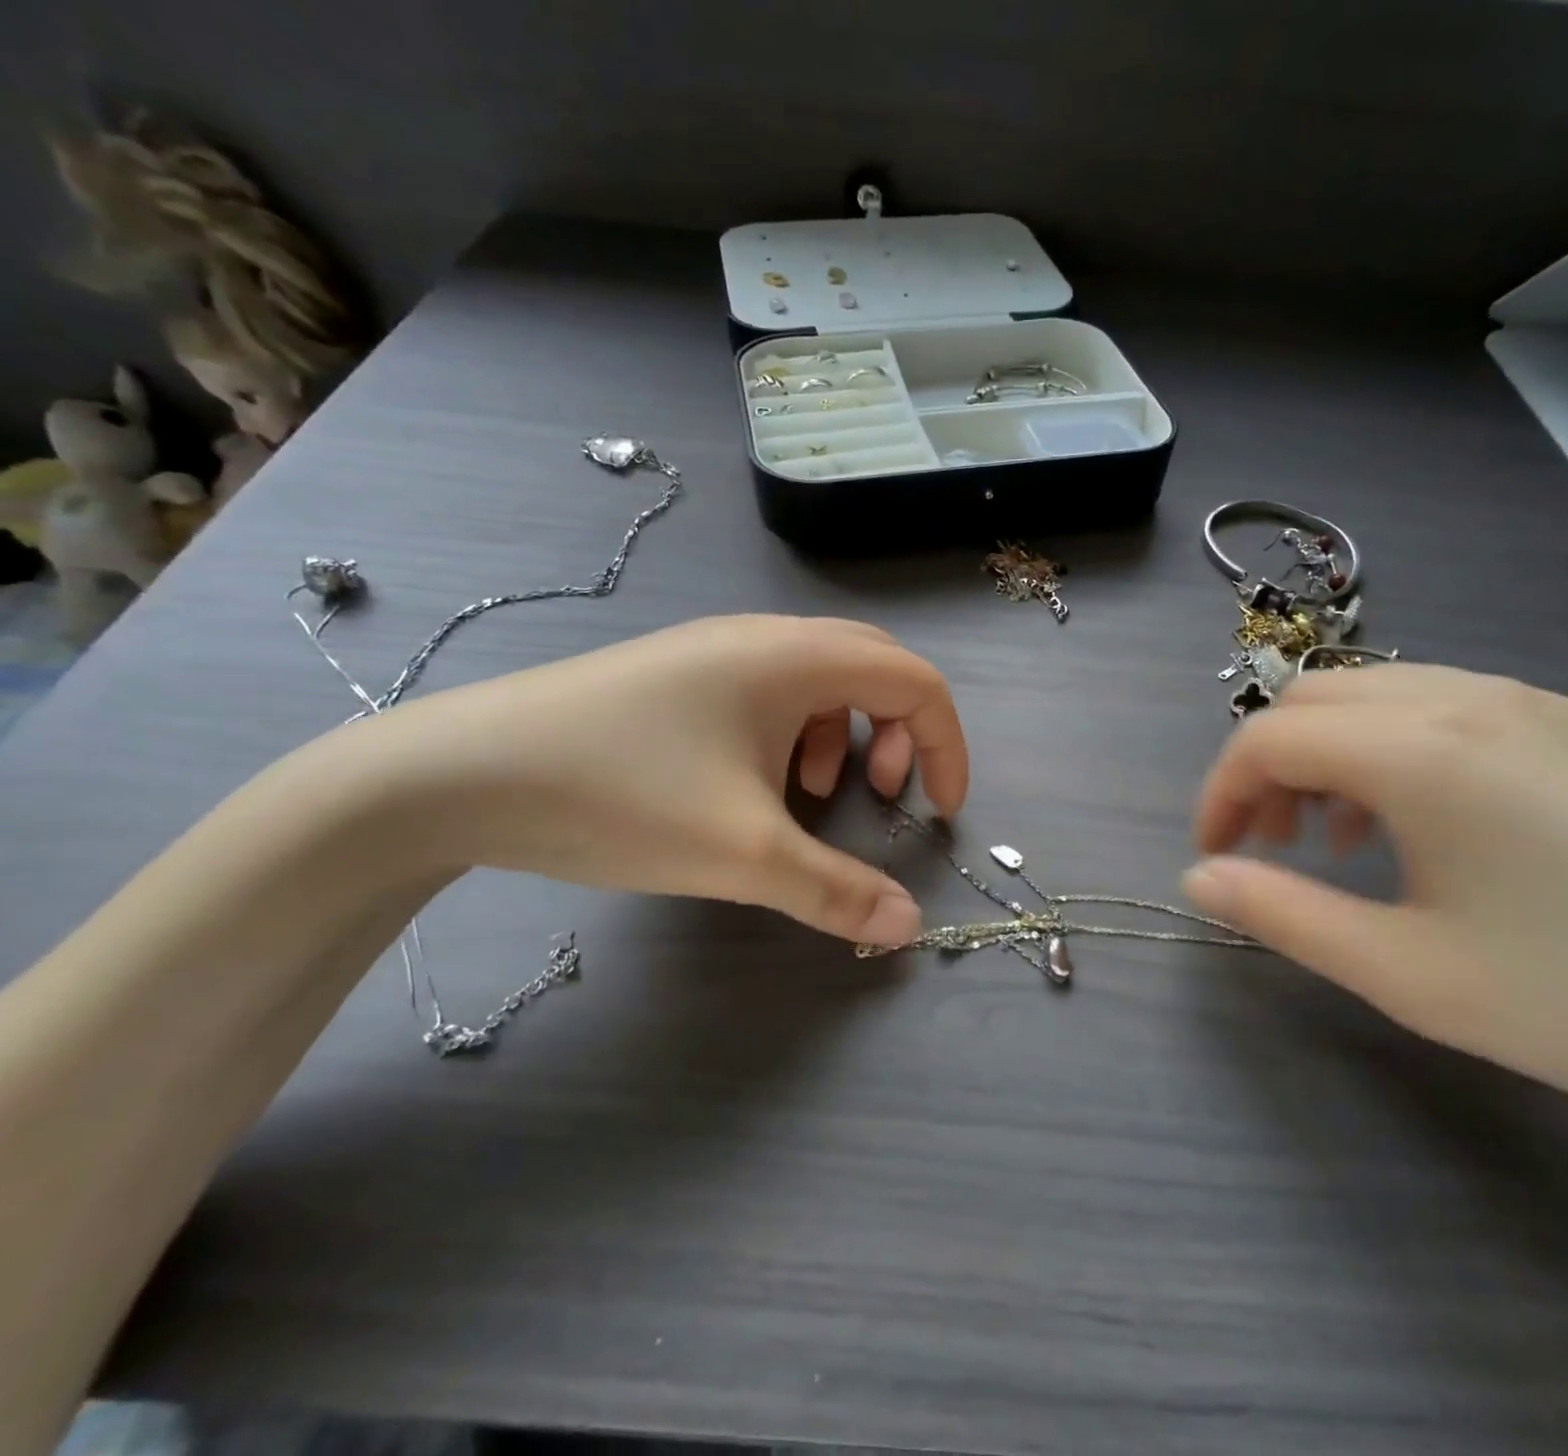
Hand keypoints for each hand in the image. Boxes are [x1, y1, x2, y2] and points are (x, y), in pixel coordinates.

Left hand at [356, 615, 966, 944]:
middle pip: (875, 668)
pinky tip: (753, 782)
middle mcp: (764, 639)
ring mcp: (716, 652)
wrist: (458, 774)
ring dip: (845, 732)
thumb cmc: (620, 796)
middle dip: (900, 733)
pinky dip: (794, 733)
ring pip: (821, 679)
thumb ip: (836, 891)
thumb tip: (908, 929)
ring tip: (813, 793)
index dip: (946, 745)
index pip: (915, 681)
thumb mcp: (743, 854)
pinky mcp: (680, 676)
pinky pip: (770, 691)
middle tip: (880, 794)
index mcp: (795, 658)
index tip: (939, 812)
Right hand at [1182, 665, 1567, 1213]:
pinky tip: (1414, 822)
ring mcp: (1526, 702)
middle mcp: (1465, 699)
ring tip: (1334, 840)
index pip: (1269, 739)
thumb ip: (1283, 915)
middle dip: (1264, 768)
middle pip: (1311, 701)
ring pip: (1370, 696)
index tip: (1215, 856)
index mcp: (1421, 751)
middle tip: (1267, 846)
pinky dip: (1384, 749)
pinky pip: (1434, 707)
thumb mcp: (1409, 973)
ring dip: (1322, 754)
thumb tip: (1197, 879)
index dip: (1220, 794)